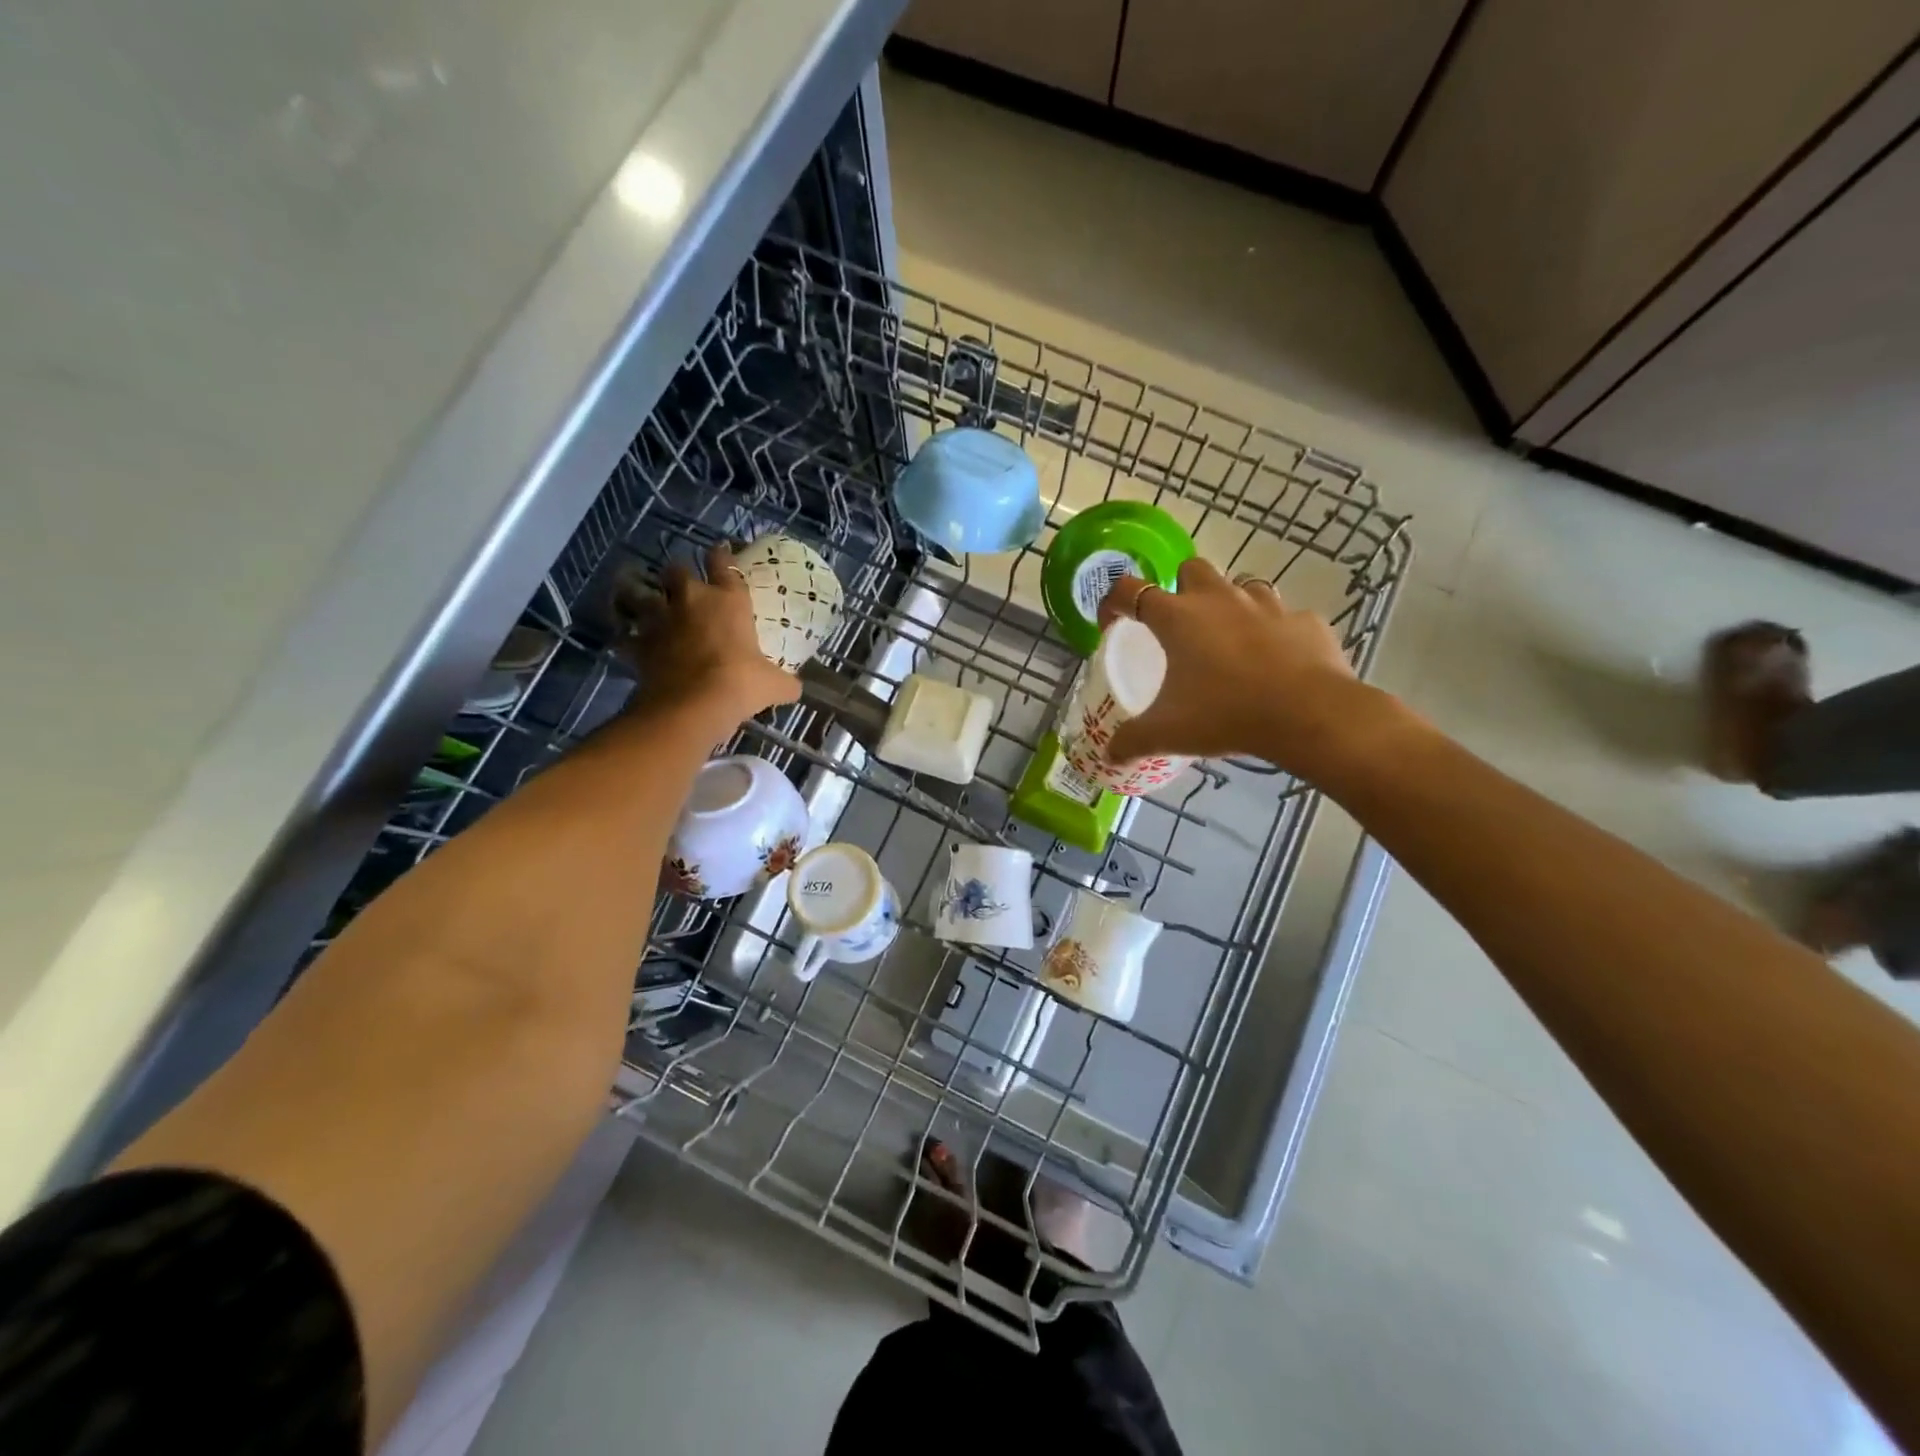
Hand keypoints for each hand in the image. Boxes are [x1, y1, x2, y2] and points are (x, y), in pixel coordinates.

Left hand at [627, 543, 798, 731]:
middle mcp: (691, 601)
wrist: (693, 705)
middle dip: (677, 575)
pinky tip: (629, 643)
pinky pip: (626, 635)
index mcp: (729, 601)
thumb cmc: (742, 684)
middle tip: (680, 585)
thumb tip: (794, 688)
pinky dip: (627, 637)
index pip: (724, 564)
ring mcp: (660, 620)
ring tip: (639, 600)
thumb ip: (784, 682)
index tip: (719, 551)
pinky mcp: (638, 644)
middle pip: (676, 570)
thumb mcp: (775, 685)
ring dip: (638, 595)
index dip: (721, 555)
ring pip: (639, 593)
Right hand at [1097, 559, 1369, 774]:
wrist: (1308, 714)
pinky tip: (1276, 662)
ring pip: (1242, 586)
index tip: (1112, 622)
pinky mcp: (1305, 621)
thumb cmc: (1225, 714)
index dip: (1114, 601)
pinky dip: (1276, 633)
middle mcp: (1219, 599)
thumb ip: (1133, 741)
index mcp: (1177, 618)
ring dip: (1231, 605)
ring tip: (1230, 640)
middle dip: (1181, 588)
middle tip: (1180, 625)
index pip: (1131, 590)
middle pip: (1192, 569)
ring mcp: (1267, 605)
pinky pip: (1285, 618)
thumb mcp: (1168, 732)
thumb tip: (1110, 755)